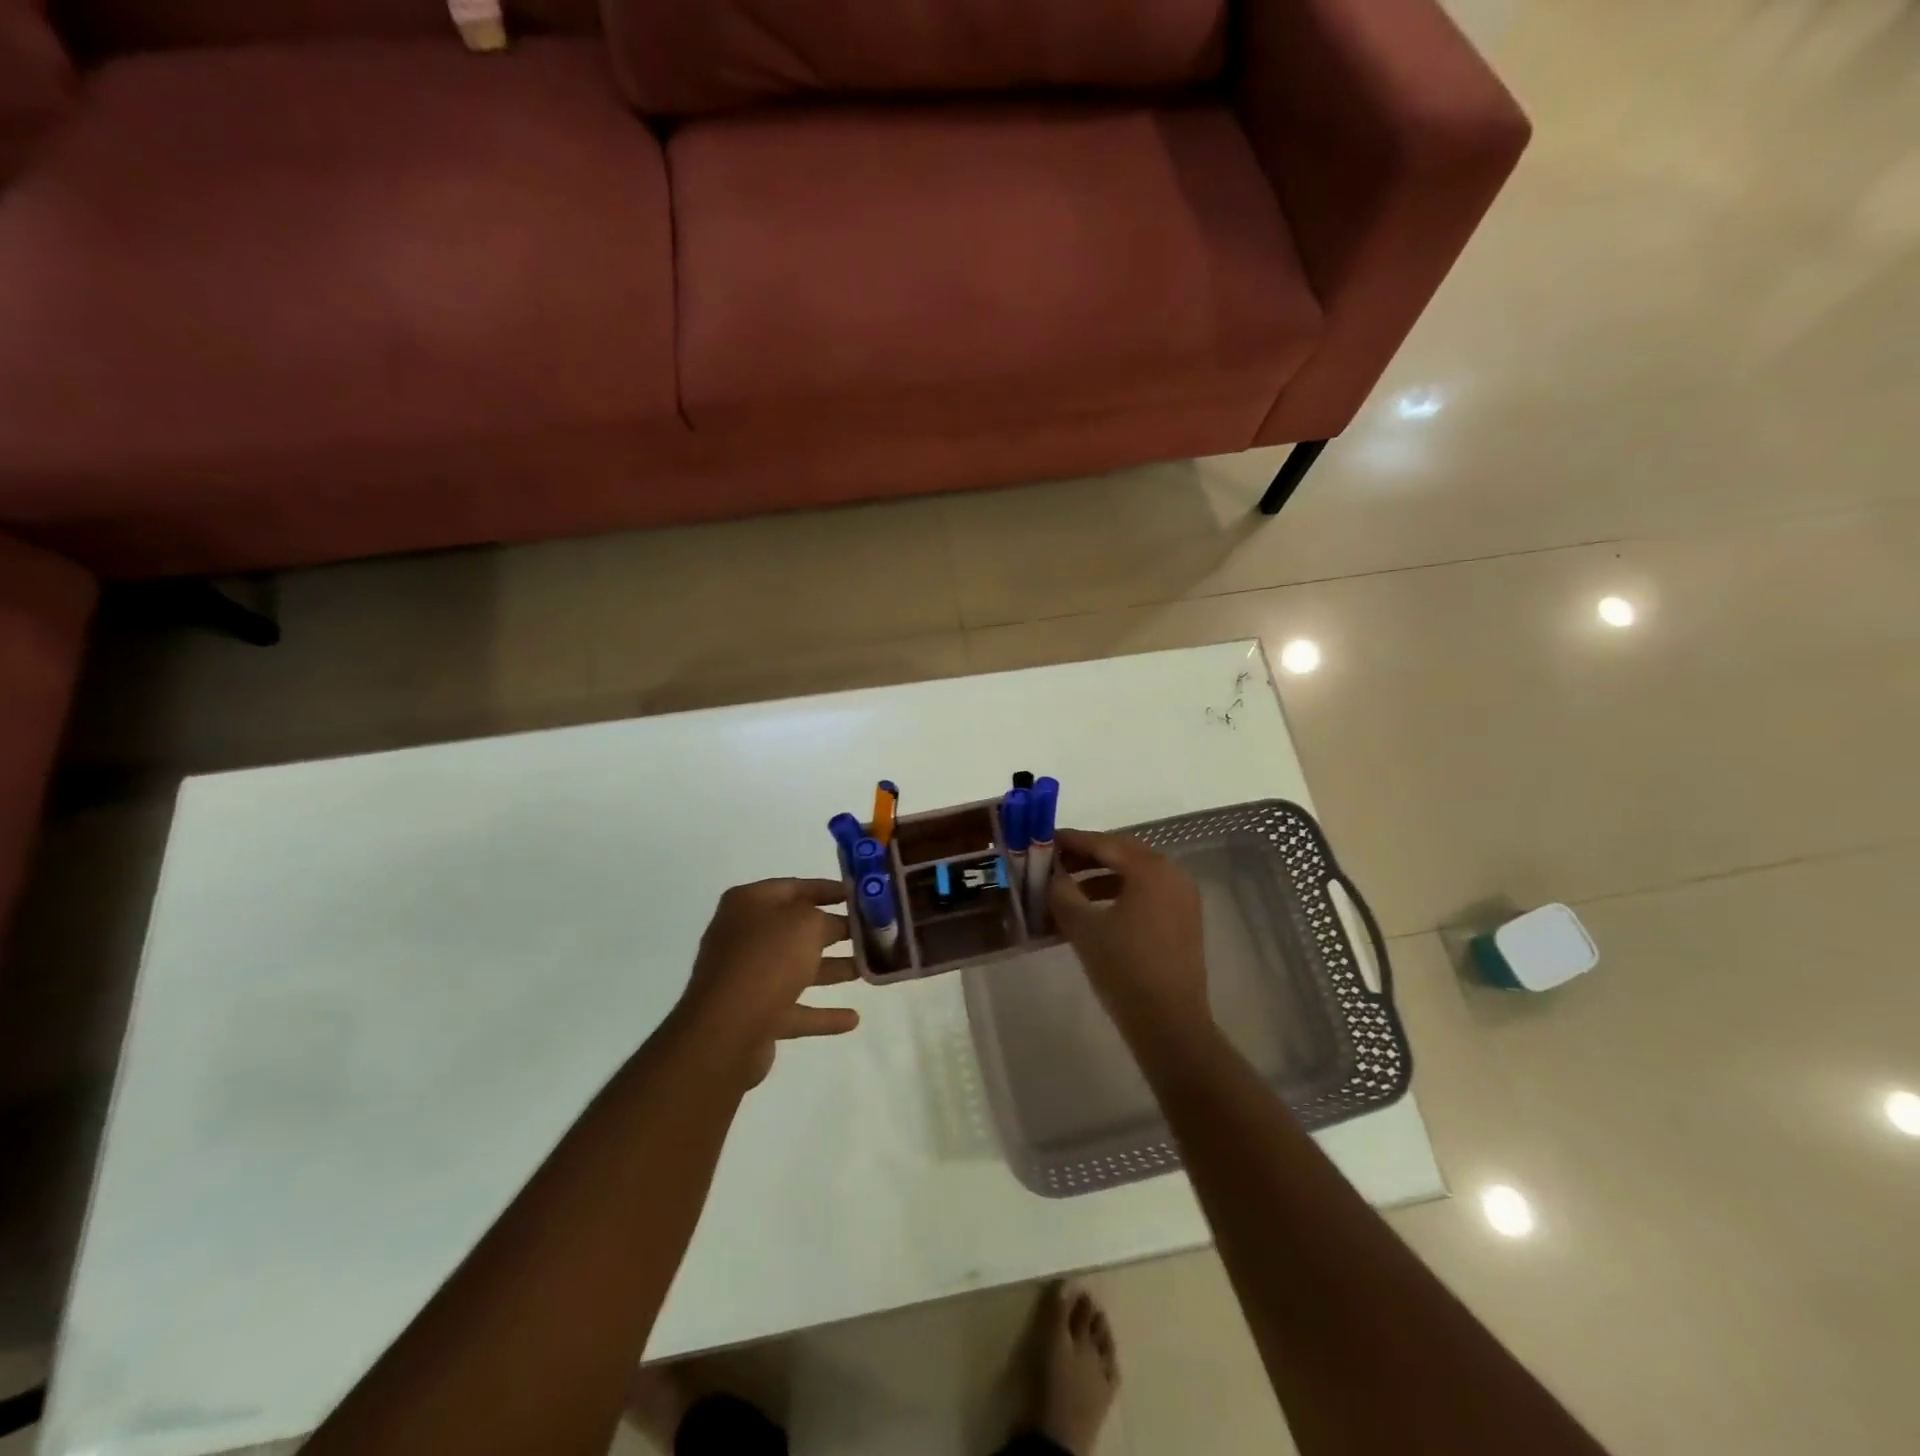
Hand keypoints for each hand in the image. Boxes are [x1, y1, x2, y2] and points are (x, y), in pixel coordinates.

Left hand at [676, 879, 860, 1087]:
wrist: (725, 1033)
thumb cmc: (767, 961)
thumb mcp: (806, 924)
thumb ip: (826, 918)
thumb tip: (834, 925)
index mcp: (749, 904)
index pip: (795, 887)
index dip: (829, 889)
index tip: (861, 895)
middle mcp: (744, 936)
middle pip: (797, 929)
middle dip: (835, 931)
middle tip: (872, 932)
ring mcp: (747, 978)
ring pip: (797, 968)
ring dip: (832, 969)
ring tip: (868, 969)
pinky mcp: (754, 1016)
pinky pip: (795, 1010)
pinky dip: (822, 1014)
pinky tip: (853, 1019)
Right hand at [1049, 829, 1209, 1042]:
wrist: (1169, 1023)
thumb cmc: (1124, 968)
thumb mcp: (1083, 927)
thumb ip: (1062, 892)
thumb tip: (1052, 874)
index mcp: (1150, 868)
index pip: (1103, 843)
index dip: (1070, 841)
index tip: (1042, 840)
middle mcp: (1172, 874)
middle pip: (1120, 856)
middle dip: (1084, 859)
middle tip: (1051, 864)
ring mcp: (1182, 898)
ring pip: (1133, 877)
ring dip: (1098, 880)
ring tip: (1065, 892)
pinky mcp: (1183, 921)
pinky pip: (1145, 896)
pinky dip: (1117, 897)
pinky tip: (1092, 914)